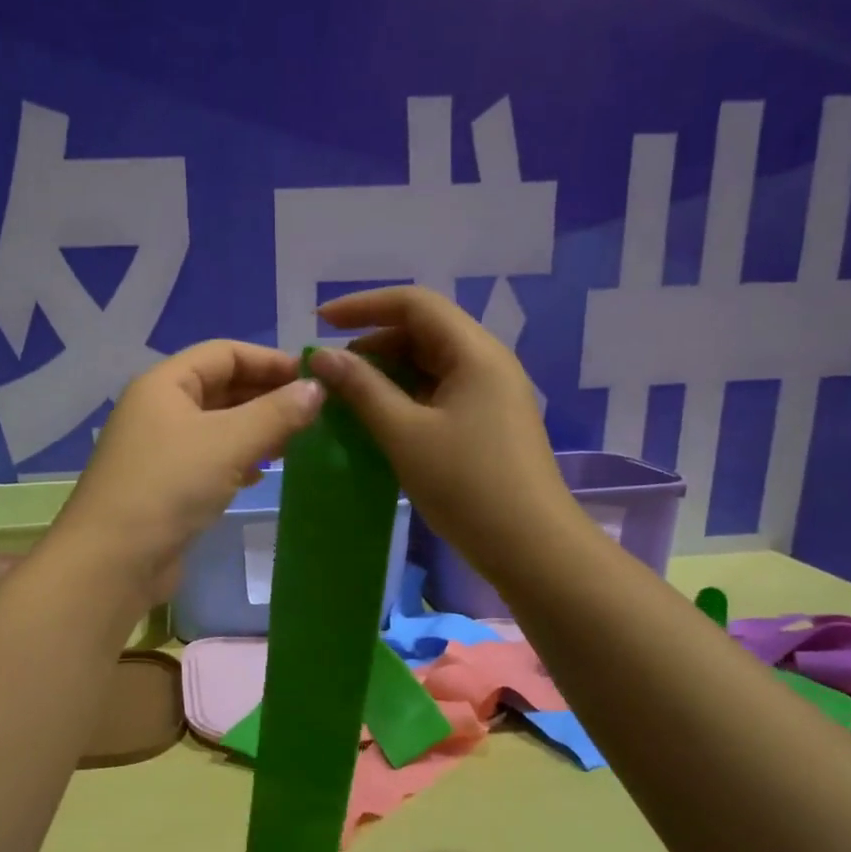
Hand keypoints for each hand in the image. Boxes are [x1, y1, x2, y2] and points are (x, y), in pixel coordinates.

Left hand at [55, 341, 324, 602]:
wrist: (113, 561)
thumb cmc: (170, 486)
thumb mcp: (229, 443)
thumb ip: (276, 413)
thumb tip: (317, 389)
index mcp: (165, 384)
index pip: (225, 353)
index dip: (271, 361)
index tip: (316, 379)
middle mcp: (160, 409)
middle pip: (222, 388)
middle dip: (267, 396)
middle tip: (315, 413)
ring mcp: (161, 450)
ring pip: (219, 427)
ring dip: (257, 430)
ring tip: (297, 442)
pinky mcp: (166, 486)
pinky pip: (210, 459)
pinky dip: (239, 460)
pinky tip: (262, 473)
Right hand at [309, 287, 573, 580]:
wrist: (531, 548)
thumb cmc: (466, 485)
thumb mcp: (404, 434)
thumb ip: (362, 389)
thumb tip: (323, 357)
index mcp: (474, 352)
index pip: (414, 304)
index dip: (363, 305)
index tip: (320, 322)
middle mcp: (487, 362)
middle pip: (423, 331)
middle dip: (372, 343)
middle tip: (331, 373)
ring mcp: (490, 394)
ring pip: (429, 365)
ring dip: (386, 373)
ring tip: (346, 398)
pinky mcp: (488, 422)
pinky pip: (439, 393)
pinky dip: (404, 398)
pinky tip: (378, 420)